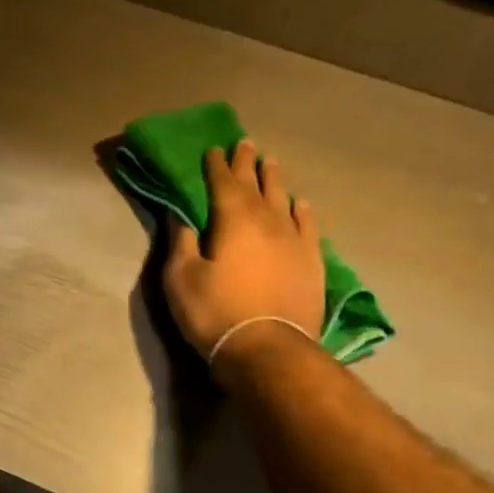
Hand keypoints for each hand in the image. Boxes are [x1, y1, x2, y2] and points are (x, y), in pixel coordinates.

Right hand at [163, 139, 324, 374]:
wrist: (267, 348)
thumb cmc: (214, 313)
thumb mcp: (181, 279)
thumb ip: (181, 243)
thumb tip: (181, 215)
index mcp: (233, 221)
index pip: (223, 184)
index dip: (216, 166)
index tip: (213, 149)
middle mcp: (268, 221)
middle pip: (256, 185)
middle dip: (247, 165)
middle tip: (245, 144)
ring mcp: (294, 241)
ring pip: (284, 200)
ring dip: (276, 180)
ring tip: (272, 163)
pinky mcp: (312, 262)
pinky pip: (309, 226)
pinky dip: (303, 211)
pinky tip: (302, 204)